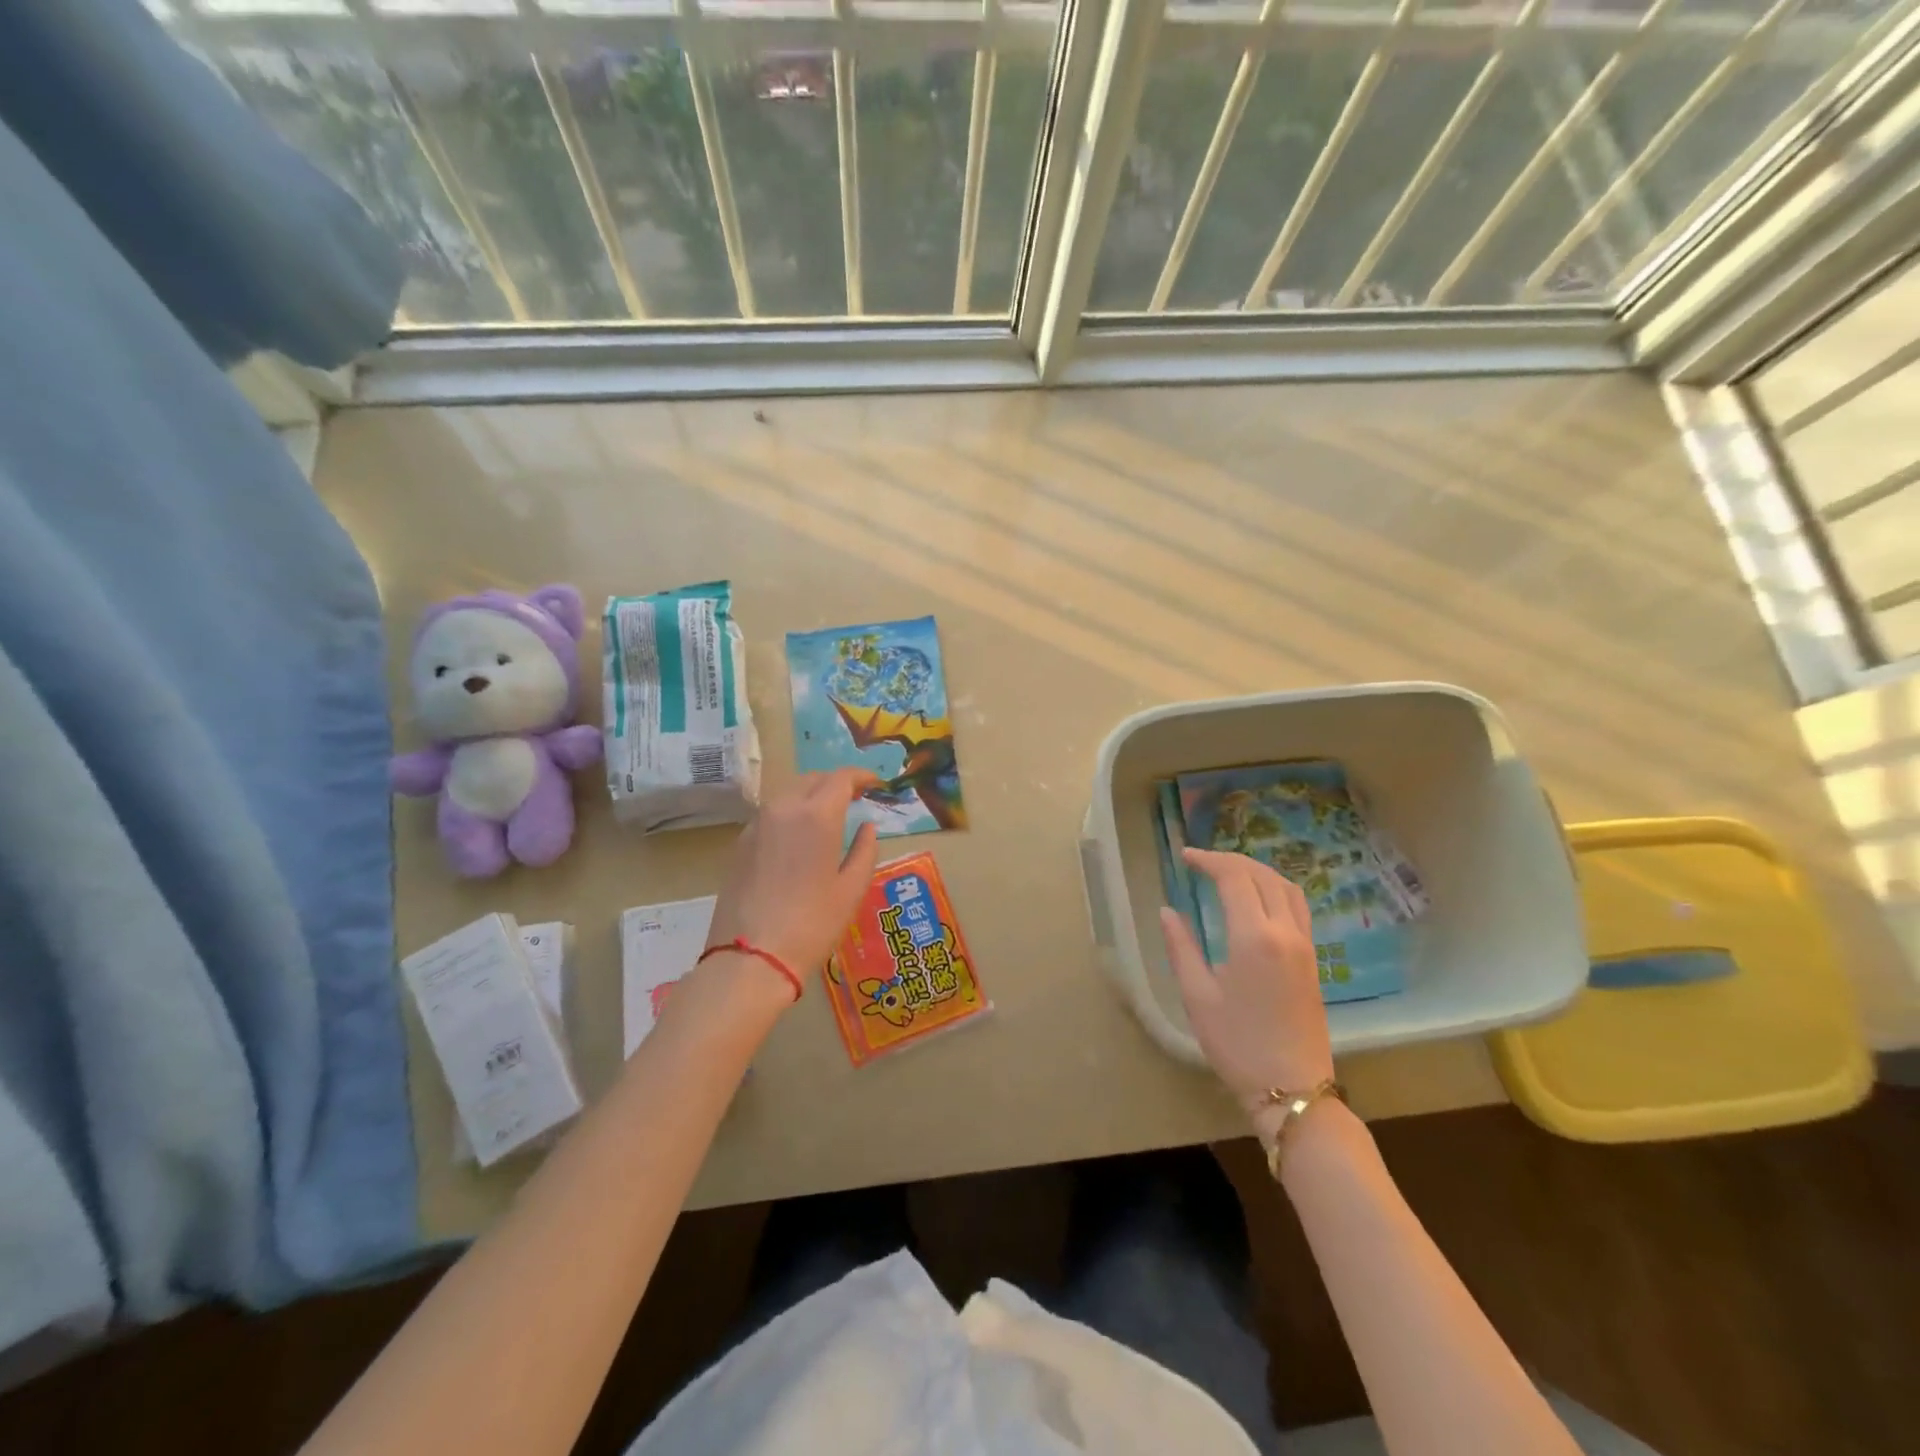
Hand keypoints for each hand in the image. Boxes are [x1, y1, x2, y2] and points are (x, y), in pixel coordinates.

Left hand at [705, 769, 881, 991]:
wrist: (750, 957)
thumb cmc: (812, 924)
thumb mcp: (851, 889)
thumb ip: (864, 850)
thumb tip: (868, 827)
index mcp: (817, 815)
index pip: (841, 778)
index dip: (861, 776)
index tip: (876, 784)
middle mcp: (784, 808)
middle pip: (813, 779)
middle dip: (836, 783)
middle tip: (855, 798)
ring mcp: (757, 824)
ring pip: (789, 793)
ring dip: (812, 795)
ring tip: (828, 815)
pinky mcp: (740, 842)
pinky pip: (771, 814)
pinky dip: (790, 813)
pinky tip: (799, 837)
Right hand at [1160, 847, 1333, 1109]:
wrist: (1292, 1088)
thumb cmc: (1237, 1044)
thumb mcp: (1197, 996)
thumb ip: (1181, 947)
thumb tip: (1167, 911)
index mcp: (1254, 937)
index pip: (1234, 878)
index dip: (1209, 861)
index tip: (1185, 857)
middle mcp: (1285, 932)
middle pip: (1262, 875)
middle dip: (1231, 860)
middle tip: (1201, 861)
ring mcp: (1305, 944)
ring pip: (1286, 887)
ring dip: (1257, 870)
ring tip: (1229, 871)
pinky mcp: (1313, 959)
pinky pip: (1298, 906)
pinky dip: (1276, 888)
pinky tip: (1258, 898)